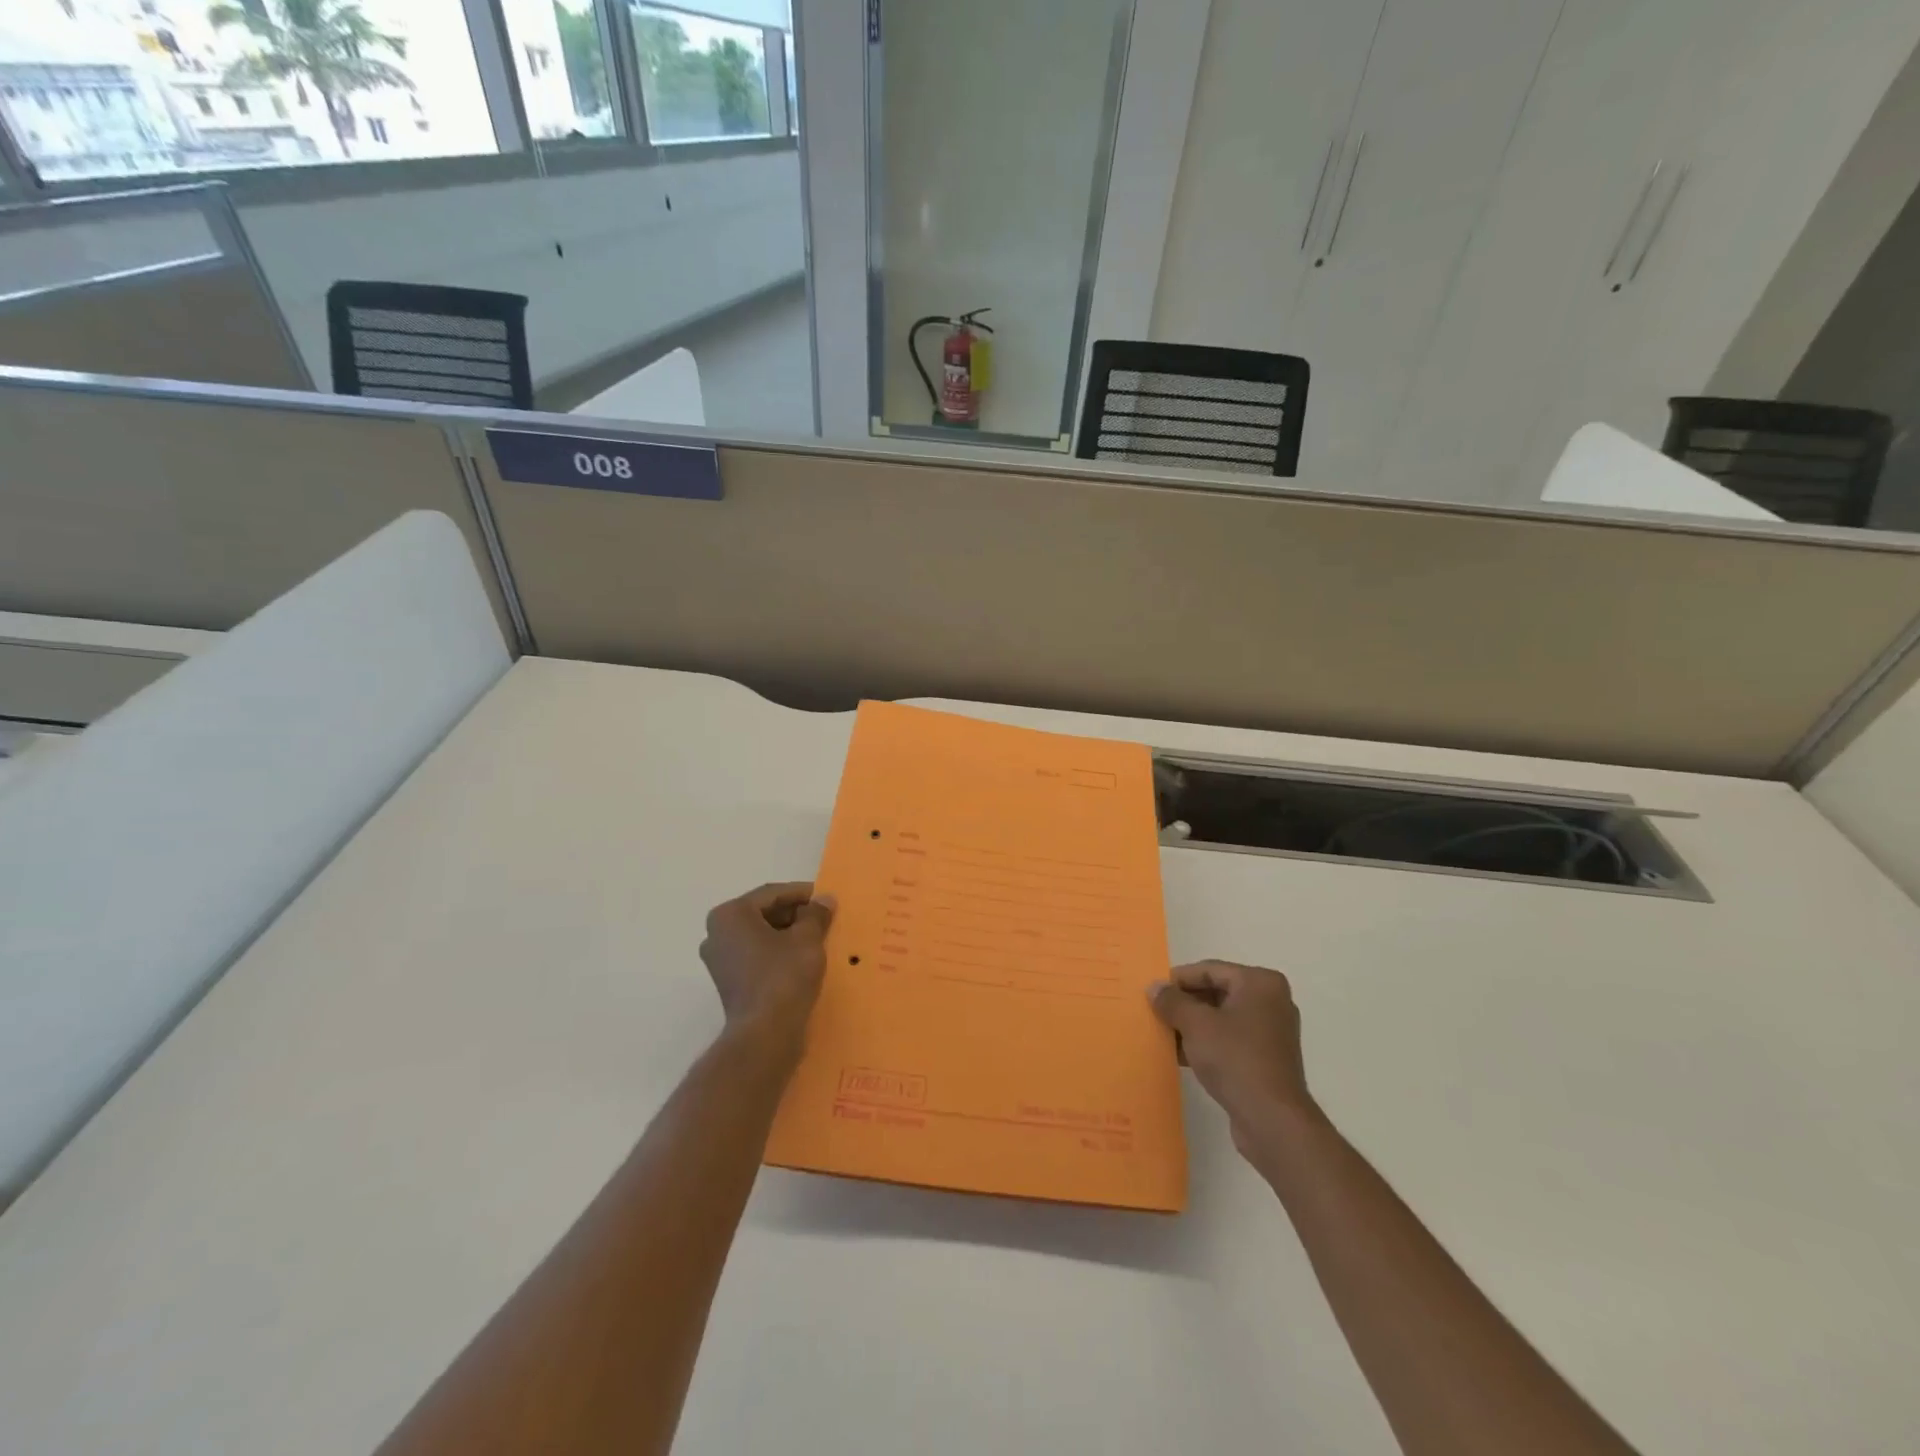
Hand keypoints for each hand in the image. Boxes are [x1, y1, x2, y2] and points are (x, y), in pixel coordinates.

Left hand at [699, 882, 833, 1044]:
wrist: (765, 1034)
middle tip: (824, 917)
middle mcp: (717, 933)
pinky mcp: (728, 981)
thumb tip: (824, 899)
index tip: (826, 897)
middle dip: (794, 913)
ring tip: (817, 936)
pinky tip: (802, 957)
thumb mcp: (807, 939)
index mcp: (730, 915)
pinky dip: (777, 951)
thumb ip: (816, 913)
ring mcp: (719, 959)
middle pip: (763, 913)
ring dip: (787, 933)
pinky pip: (756, 955)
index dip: (802, 893)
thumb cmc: (784, 976)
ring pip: (760, 935)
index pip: (772, 894)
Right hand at [1149, 961, 1320, 1155]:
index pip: (1209, 970)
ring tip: (1163, 1034)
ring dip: (1192, 1025)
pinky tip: (1180, 1055)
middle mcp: (1271, 1001)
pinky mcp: (1267, 1059)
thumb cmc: (1235, 1059)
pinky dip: (1206, 1043)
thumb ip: (1172, 1001)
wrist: (1272, 1120)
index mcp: (1260, 983)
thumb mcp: (1196, 1024)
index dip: (1178, 980)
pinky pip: (1230, 1039)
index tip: (1152, 992)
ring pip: (1221, 1017)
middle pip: (1216, 992)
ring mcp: (1271, 1032)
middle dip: (1185, 1003)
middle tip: (1155, 1012)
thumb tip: (1154, 987)